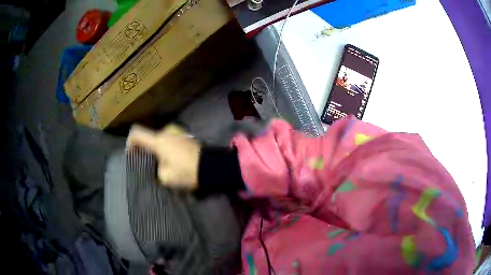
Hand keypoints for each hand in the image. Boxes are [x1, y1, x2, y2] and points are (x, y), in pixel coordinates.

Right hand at [126, 124, 200, 189]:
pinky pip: (169, 139)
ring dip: (156, 148)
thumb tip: (157, 165)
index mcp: (158, 140)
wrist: (212, 167)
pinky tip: (170, 159)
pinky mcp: (186, 136)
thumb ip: (155, 169)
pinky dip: (166, 147)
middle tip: (146, 162)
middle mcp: (167, 131)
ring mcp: (178, 132)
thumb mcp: (165, 177)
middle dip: (145, 148)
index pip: (137, 133)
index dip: (129, 142)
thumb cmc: (187, 172)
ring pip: (160, 138)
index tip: (130, 154)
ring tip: (160, 162)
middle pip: (149, 137)